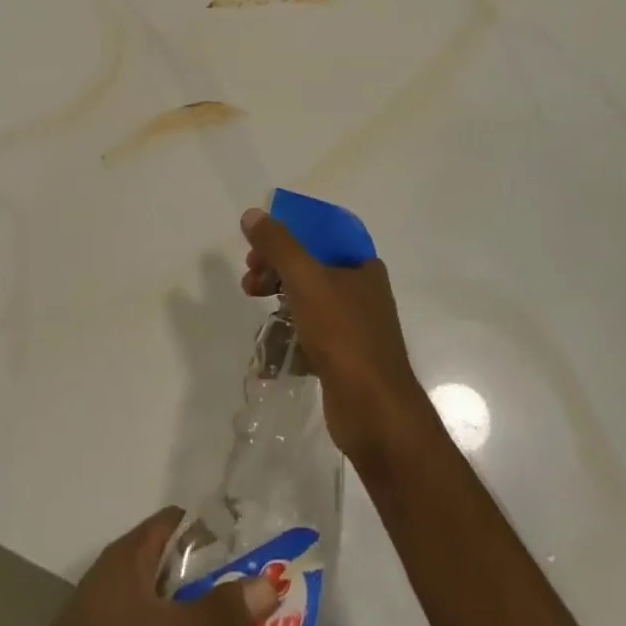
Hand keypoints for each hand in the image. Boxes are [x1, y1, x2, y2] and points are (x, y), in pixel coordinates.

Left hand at [0, 507, 280, 625]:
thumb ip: (218, 612)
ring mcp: (108, 612)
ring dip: (194, 615)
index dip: (212, 528)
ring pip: (162, 603)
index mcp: (130, 553)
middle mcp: (119, 573)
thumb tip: (272, 582)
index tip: (250, 545)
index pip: (177, 521)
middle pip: (173, 563)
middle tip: (254, 595)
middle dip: (211, 579)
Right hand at [240, 206, 431, 465]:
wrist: (375, 412)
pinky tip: (269, 355)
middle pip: (311, 267)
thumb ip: (278, 245)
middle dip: (276, 269)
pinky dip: (289, 338)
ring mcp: (354, 327)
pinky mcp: (344, 359)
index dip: (289, 234)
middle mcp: (362, 291)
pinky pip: (310, 337)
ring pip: (308, 302)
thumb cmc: (343, 335)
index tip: (259, 245)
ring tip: (255, 310)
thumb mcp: (306, 280)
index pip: (321, 235)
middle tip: (250, 278)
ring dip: (278, 301)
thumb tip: (252, 214)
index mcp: (362, 266)